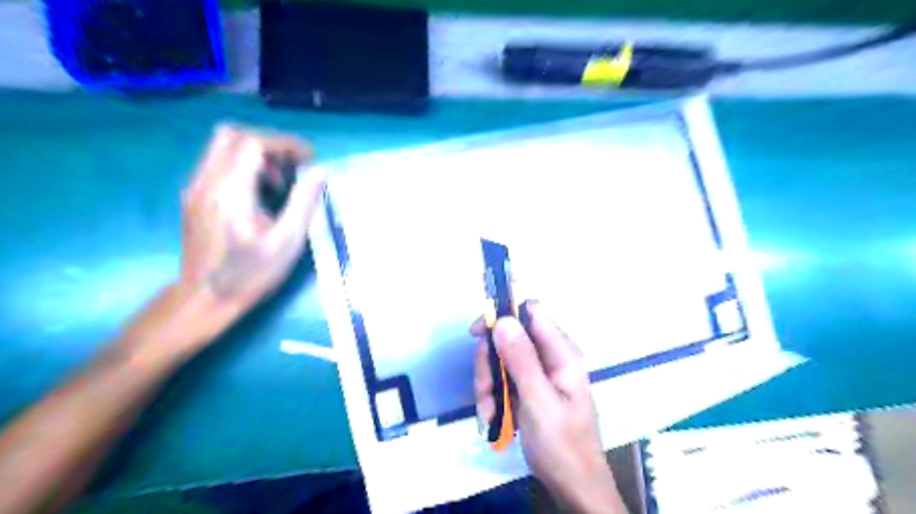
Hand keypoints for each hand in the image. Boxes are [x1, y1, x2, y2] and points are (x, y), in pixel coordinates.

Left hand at [179, 127, 324, 314]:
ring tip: (277, 185)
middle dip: (268, 144)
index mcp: (230, 192)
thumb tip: (319, 171)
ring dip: (255, 155)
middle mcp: (206, 181)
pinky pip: (217, 163)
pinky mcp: (193, 196)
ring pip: (222, 147)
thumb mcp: (287, 242)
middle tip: (291, 167)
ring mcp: (195, 187)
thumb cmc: (251, 274)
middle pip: (232, 135)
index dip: (285, 144)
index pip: (253, 143)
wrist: (205, 298)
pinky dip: (242, 166)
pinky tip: (258, 195)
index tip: (309, 159)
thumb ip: (303, 202)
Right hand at [472, 301, 630, 513]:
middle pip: (509, 338)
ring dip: (488, 384)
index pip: (532, 312)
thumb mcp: (539, 400)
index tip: (480, 333)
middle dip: (491, 362)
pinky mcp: (528, 389)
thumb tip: (504, 319)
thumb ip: (522, 359)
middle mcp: (550, 357)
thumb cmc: (561, 444)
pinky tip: (493, 418)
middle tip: (485, 389)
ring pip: (501, 360)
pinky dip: (492, 397)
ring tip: (489, 412)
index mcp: (561, 353)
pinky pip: (502, 380)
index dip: (505, 314)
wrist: (572, 487)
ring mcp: (537, 374)